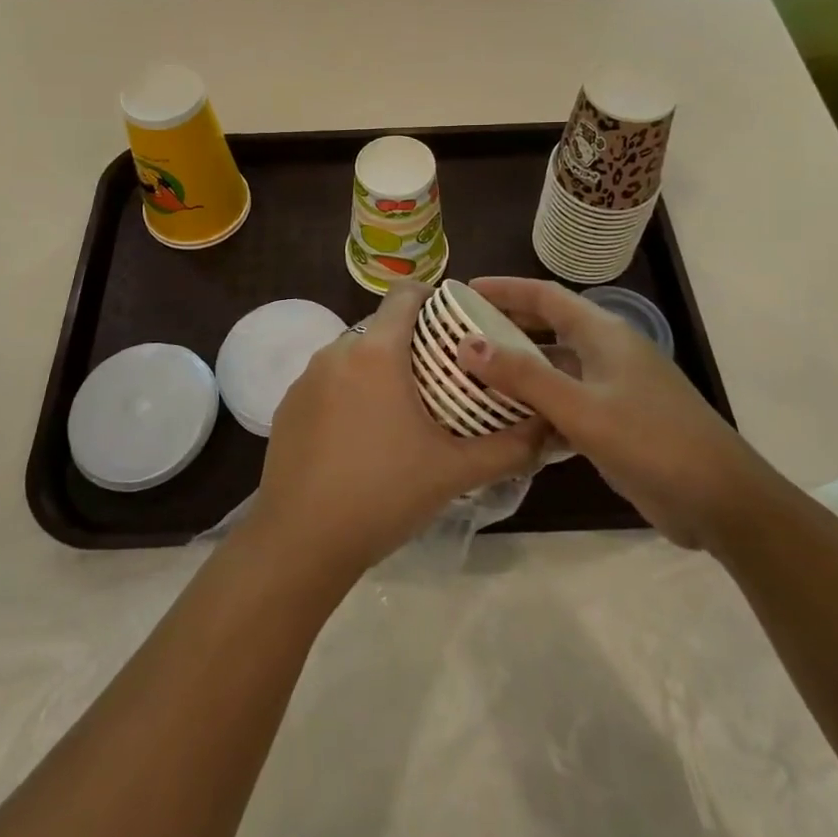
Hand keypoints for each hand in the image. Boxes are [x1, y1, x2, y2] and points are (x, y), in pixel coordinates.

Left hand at [246, 282, 547, 586]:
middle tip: (444, 378)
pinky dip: (351, 394)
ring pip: (354, 356)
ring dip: (381, 370)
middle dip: (413, 343)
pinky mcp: (288, 406)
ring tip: (406, 410)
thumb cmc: (383, 494)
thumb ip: (509, 447)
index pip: (405, 294)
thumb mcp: (455, 471)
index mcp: (376, 352)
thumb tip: (549, 428)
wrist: (301, 542)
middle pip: (381, 327)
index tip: (456, 324)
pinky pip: (329, 383)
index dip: (434, 298)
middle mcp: (336, 352)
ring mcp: (306, 379)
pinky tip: (364, 438)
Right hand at [460, 277, 768, 552]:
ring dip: (518, 372)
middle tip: (459, 337)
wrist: (720, 500)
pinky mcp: (614, 423)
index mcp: (603, 334)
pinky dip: (536, 409)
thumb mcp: (582, 407)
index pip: (545, 296)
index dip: (504, 289)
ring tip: (472, 380)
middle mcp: (607, 353)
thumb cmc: (652, 440)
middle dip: (505, 328)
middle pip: (548, 328)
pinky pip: (565, 404)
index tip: (463, 291)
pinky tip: (506, 426)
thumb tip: (467, 345)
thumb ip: (525, 376)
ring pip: (555, 370)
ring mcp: (613, 389)